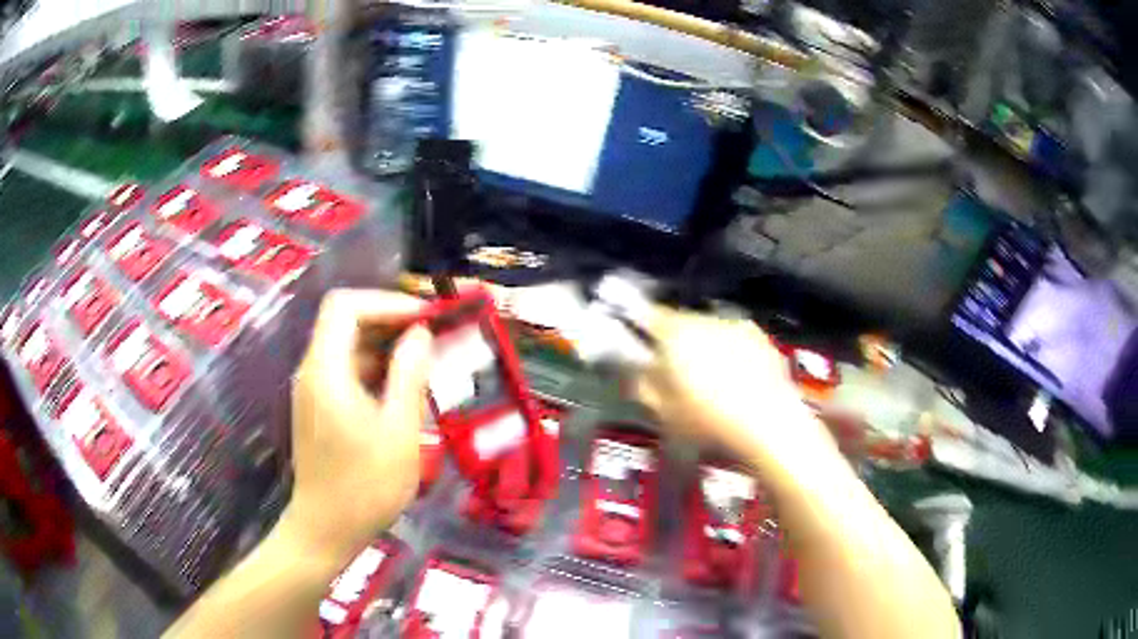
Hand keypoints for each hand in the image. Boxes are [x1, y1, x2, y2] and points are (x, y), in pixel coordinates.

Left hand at [283, 289, 432, 563]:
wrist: (326, 530)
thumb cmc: (365, 487)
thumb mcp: (399, 432)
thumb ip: (409, 376)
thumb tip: (420, 334)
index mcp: (326, 370)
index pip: (345, 306)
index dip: (386, 301)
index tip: (424, 317)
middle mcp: (312, 371)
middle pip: (344, 322)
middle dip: (389, 322)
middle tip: (432, 337)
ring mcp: (313, 391)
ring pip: (347, 348)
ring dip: (385, 348)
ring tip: (425, 364)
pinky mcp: (318, 409)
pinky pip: (345, 373)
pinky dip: (374, 370)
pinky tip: (402, 392)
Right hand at [632, 307, 833, 466]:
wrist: (769, 426)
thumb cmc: (709, 422)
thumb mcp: (663, 412)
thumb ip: (642, 384)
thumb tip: (635, 370)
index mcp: (676, 334)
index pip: (648, 315)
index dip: (639, 327)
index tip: (638, 342)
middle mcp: (706, 320)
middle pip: (681, 322)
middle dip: (676, 342)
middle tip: (675, 372)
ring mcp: (737, 326)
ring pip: (710, 330)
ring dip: (705, 347)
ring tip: (709, 382)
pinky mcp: (762, 339)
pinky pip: (736, 339)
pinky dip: (732, 353)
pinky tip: (736, 382)